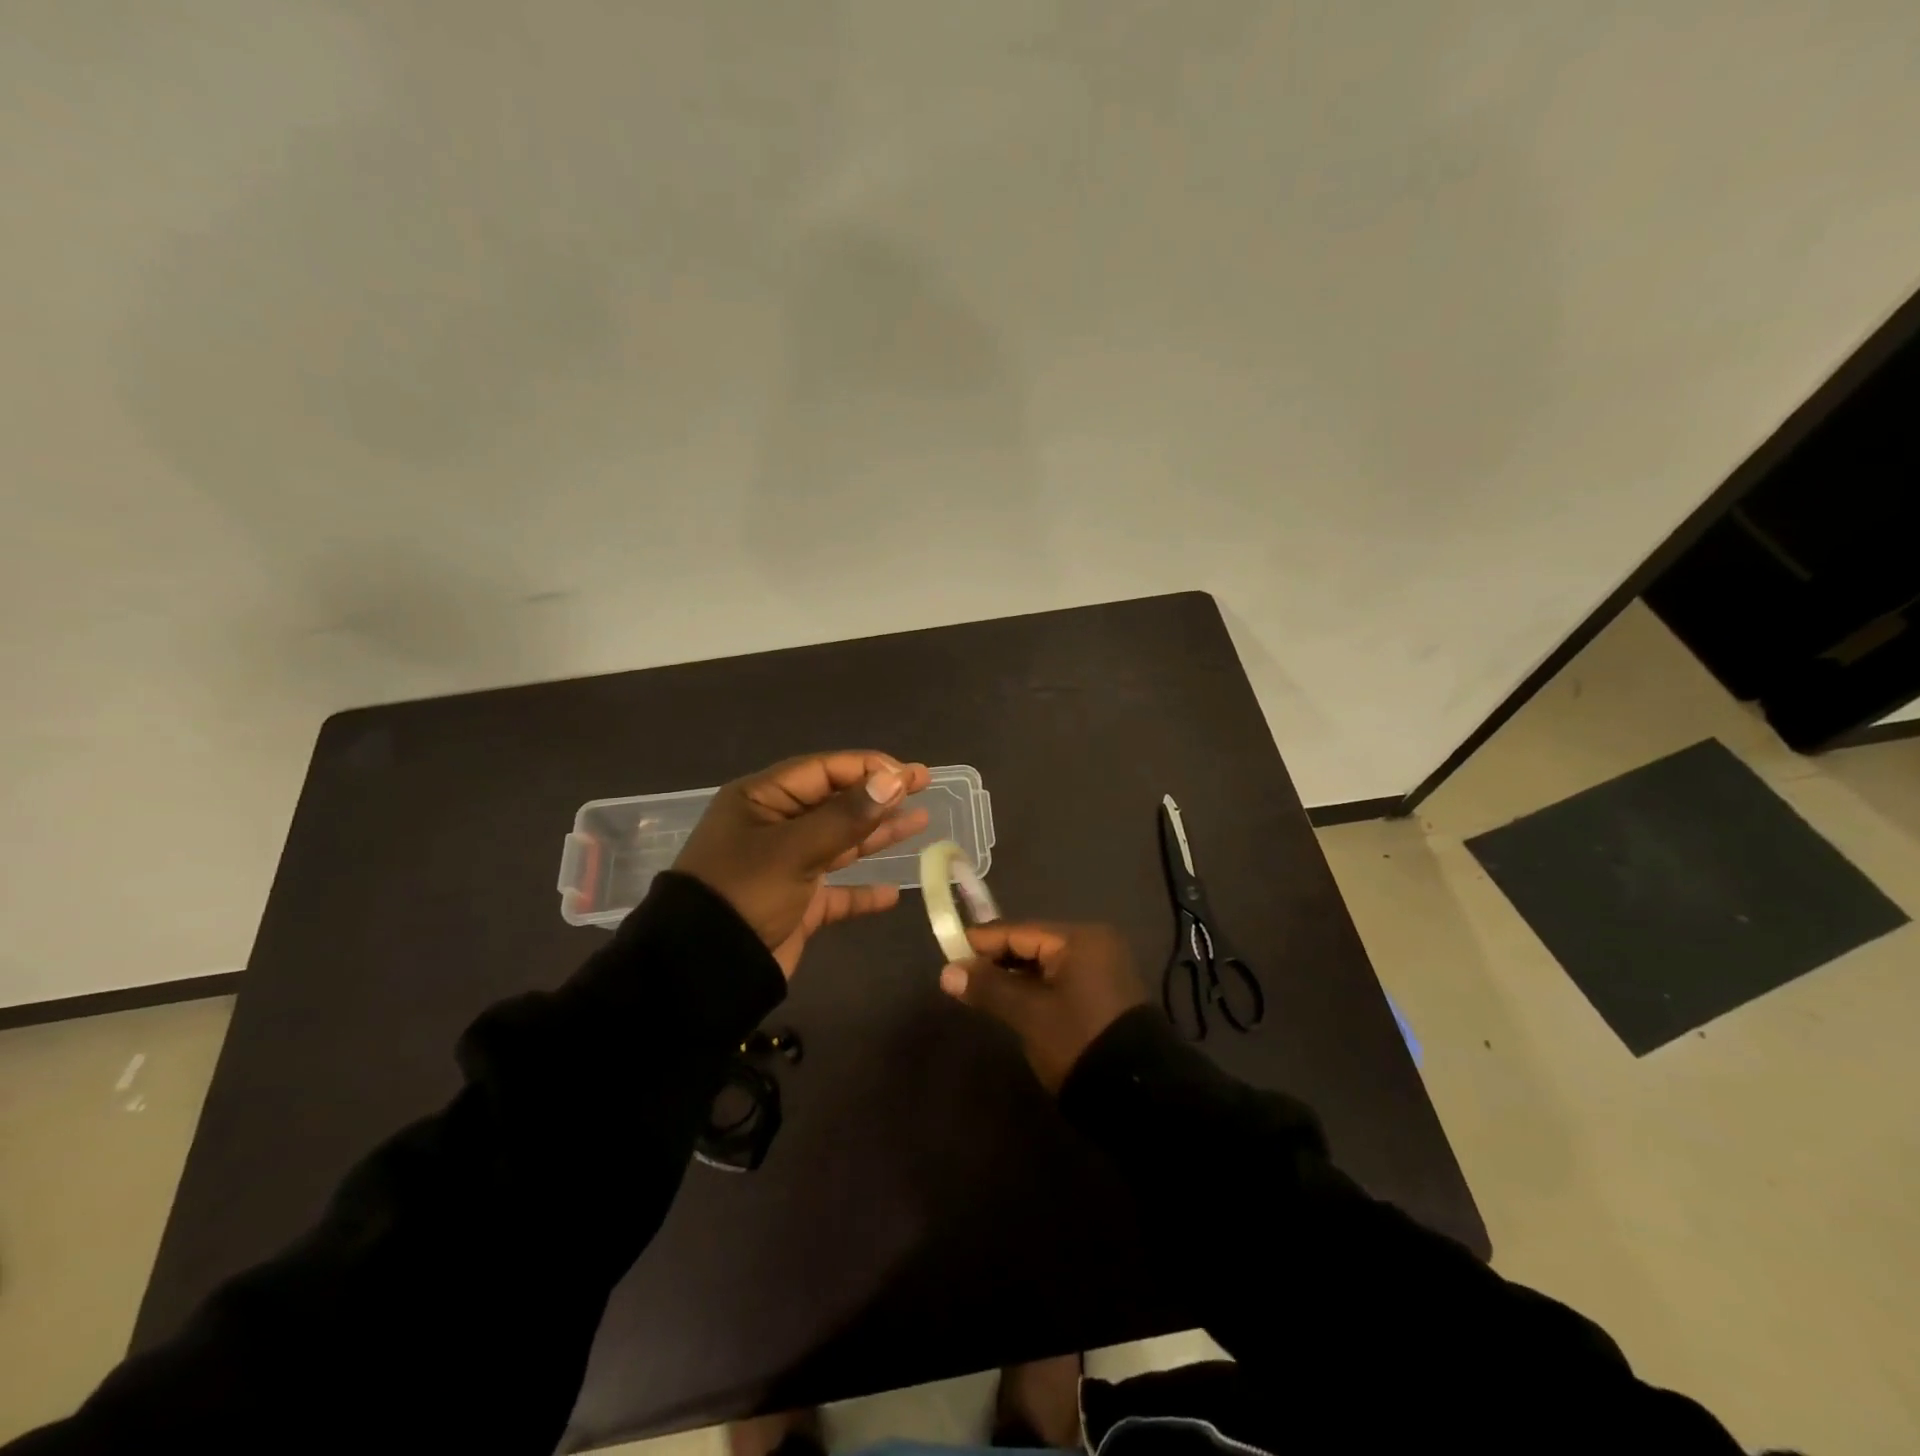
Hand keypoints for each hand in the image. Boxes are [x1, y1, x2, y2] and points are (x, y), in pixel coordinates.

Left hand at [674, 751, 931, 977]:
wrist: (702, 971)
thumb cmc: (744, 893)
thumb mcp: (794, 849)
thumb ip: (846, 816)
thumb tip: (893, 779)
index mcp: (762, 800)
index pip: (823, 771)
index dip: (868, 768)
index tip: (910, 773)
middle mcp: (774, 827)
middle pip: (835, 802)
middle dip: (878, 795)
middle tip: (923, 785)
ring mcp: (785, 866)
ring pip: (840, 842)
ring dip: (877, 834)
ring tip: (920, 821)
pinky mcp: (794, 904)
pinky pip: (835, 892)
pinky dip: (861, 892)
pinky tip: (891, 894)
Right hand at [938, 922, 1147, 1091]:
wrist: (1137, 1093)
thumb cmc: (1078, 1040)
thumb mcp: (1029, 1013)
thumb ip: (989, 988)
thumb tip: (947, 972)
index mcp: (1080, 939)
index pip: (1020, 930)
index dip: (983, 941)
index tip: (949, 949)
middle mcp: (1095, 944)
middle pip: (1034, 944)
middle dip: (998, 959)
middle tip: (961, 973)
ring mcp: (1103, 969)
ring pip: (1046, 964)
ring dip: (1015, 975)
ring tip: (980, 988)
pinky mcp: (1105, 994)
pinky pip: (1061, 979)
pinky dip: (1036, 987)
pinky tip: (1012, 1000)